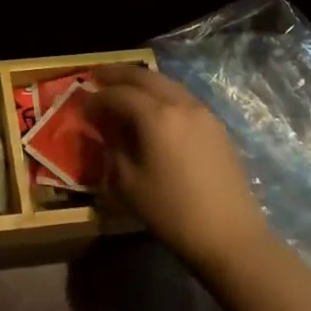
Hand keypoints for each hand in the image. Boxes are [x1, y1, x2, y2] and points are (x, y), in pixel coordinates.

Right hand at [88, 64, 269, 277]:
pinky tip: (153, 108)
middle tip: (97, 75)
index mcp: (156, 116)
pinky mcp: (216, 127)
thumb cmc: (172, 211)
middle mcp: (181, 104)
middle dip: (118, 74)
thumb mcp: (128, 182)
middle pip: (145, 77)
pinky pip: (182, 98)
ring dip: (142, 82)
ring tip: (123, 88)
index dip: (96, 97)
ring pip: (167, 84)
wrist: (230, 236)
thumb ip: (114, 146)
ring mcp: (203, 113)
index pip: (118, 94)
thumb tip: (107, 127)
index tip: (81, 103)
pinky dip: (162, 95)